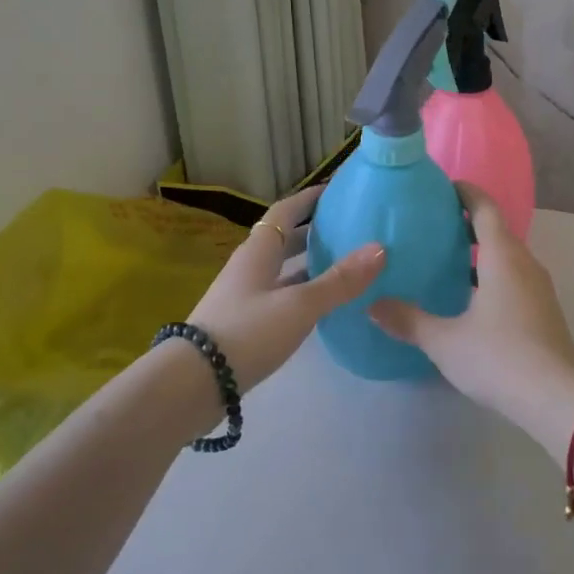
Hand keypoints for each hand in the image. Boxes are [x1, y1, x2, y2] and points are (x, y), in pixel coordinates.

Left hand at [185, 184, 383, 389]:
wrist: (193, 384)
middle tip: (348, 228)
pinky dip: (303, 293)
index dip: (309, 198)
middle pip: (283, 239)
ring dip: (309, 264)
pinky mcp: (245, 324)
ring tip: (344, 265)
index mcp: (258, 251)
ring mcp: (244, 297)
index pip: (285, 210)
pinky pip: (280, 296)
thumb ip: (339, 280)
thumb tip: (380, 249)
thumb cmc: (247, 332)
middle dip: (313, 231)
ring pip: (282, 270)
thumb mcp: (299, 305)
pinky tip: (323, 305)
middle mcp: (249, 268)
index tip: (336, 189)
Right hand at [369, 184, 573, 452]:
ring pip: (506, 256)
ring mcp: (538, 286)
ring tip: (445, 259)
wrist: (557, 396)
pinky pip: (513, 277)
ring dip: (479, 251)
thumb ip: (408, 320)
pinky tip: (469, 297)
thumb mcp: (445, 341)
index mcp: (502, 256)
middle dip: (467, 223)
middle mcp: (524, 262)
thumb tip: (373, 305)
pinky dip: (490, 274)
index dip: (465, 193)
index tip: (442, 187)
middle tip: (432, 225)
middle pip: (496, 230)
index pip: (484, 208)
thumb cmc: (499, 357)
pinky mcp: (542, 309)